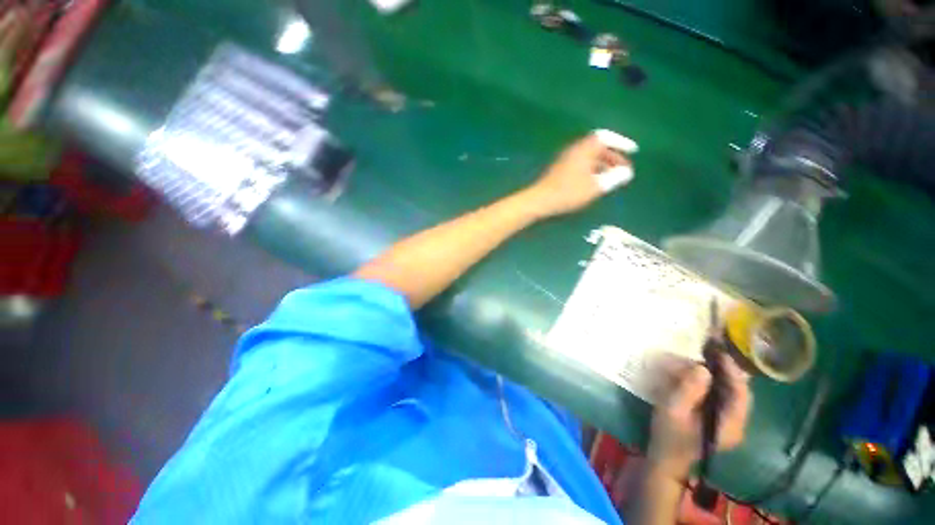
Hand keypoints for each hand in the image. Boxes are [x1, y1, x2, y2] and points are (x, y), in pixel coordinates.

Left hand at [523, 131, 633, 218]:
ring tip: (612, 178)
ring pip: (588, 158)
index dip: (621, 143)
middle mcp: (574, 150)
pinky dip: (591, 171)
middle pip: (597, 148)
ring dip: (602, 165)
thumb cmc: (568, 192)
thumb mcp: (595, 187)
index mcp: (584, 148)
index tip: (633, 151)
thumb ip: (613, 178)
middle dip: (613, 157)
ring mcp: (565, 160)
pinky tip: (595, 183)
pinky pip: (580, 165)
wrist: (539, 200)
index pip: (606, 137)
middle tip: (624, 170)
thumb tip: (626, 173)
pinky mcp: (559, 170)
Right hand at [648, 355, 751, 479]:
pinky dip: (710, 379)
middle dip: (724, 367)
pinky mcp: (717, 417)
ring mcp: (727, 420)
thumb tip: (702, 369)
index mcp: (730, 424)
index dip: (732, 369)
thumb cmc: (668, 436)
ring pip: (728, 390)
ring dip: (716, 371)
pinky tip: (696, 369)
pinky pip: (719, 393)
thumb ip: (688, 391)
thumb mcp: (673, 412)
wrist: (665, 459)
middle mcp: (735, 422)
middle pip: (737, 389)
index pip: (741, 393)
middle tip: (708, 346)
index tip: (718, 349)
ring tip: (701, 353)